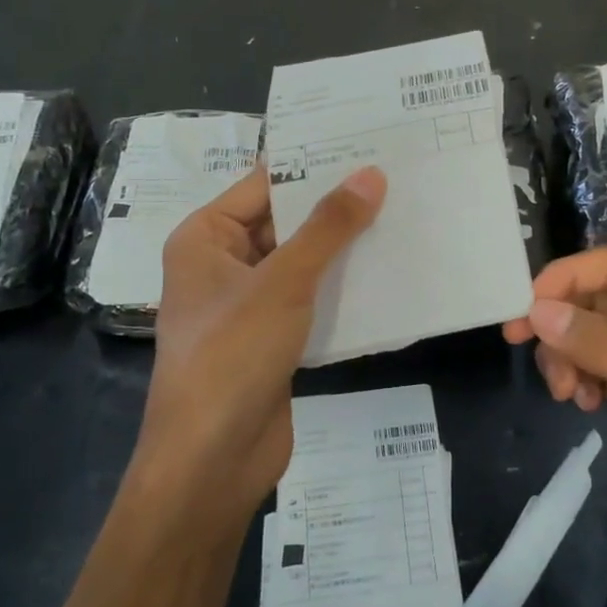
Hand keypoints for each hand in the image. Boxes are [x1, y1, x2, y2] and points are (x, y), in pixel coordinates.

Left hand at [135, 164, 385, 526]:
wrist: (213, 460)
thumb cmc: (233, 355)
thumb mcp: (283, 282)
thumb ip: (328, 228)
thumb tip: (371, 174)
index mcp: (205, 238)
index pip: (263, 185)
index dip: (313, 167)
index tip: (367, 146)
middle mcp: (222, 264)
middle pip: (285, 223)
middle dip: (335, 209)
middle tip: (396, 180)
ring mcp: (247, 305)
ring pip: (302, 263)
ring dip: (343, 250)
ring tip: (402, 220)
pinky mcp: (272, 339)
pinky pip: (310, 301)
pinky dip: (341, 289)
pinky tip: (388, 275)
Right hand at [503, 249, 606, 606]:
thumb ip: (605, 351)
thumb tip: (539, 309)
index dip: (566, 278)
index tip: (522, 310)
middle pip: (602, 299)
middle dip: (563, 321)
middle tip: (523, 349)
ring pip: (597, 335)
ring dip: (569, 354)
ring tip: (566, 396)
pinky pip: (603, 369)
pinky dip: (583, 378)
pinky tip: (583, 407)